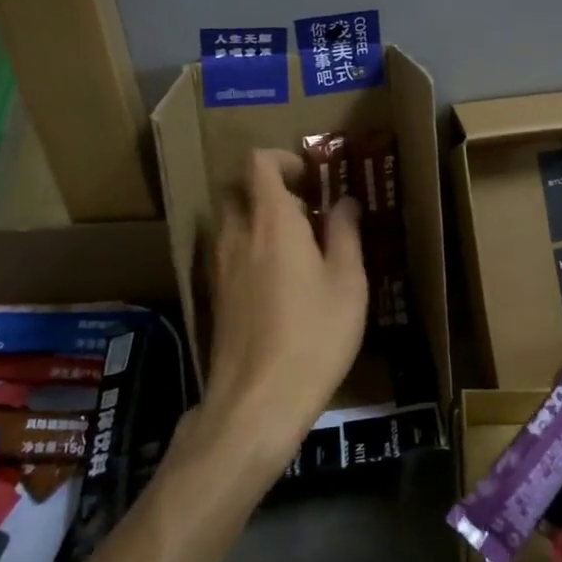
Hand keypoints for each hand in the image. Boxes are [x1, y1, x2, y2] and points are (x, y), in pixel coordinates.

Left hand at [197, 149, 368, 478]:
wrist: (257, 401)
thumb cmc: (314, 336)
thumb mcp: (348, 283)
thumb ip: (345, 233)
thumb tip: (345, 201)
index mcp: (271, 221)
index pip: (258, 163)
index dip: (283, 160)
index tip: (311, 178)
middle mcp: (236, 235)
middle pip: (237, 189)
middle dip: (268, 189)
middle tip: (305, 212)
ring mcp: (218, 266)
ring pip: (229, 221)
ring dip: (257, 220)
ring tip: (295, 249)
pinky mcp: (214, 296)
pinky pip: (226, 252)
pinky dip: (247, 249)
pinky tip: (276, 283)